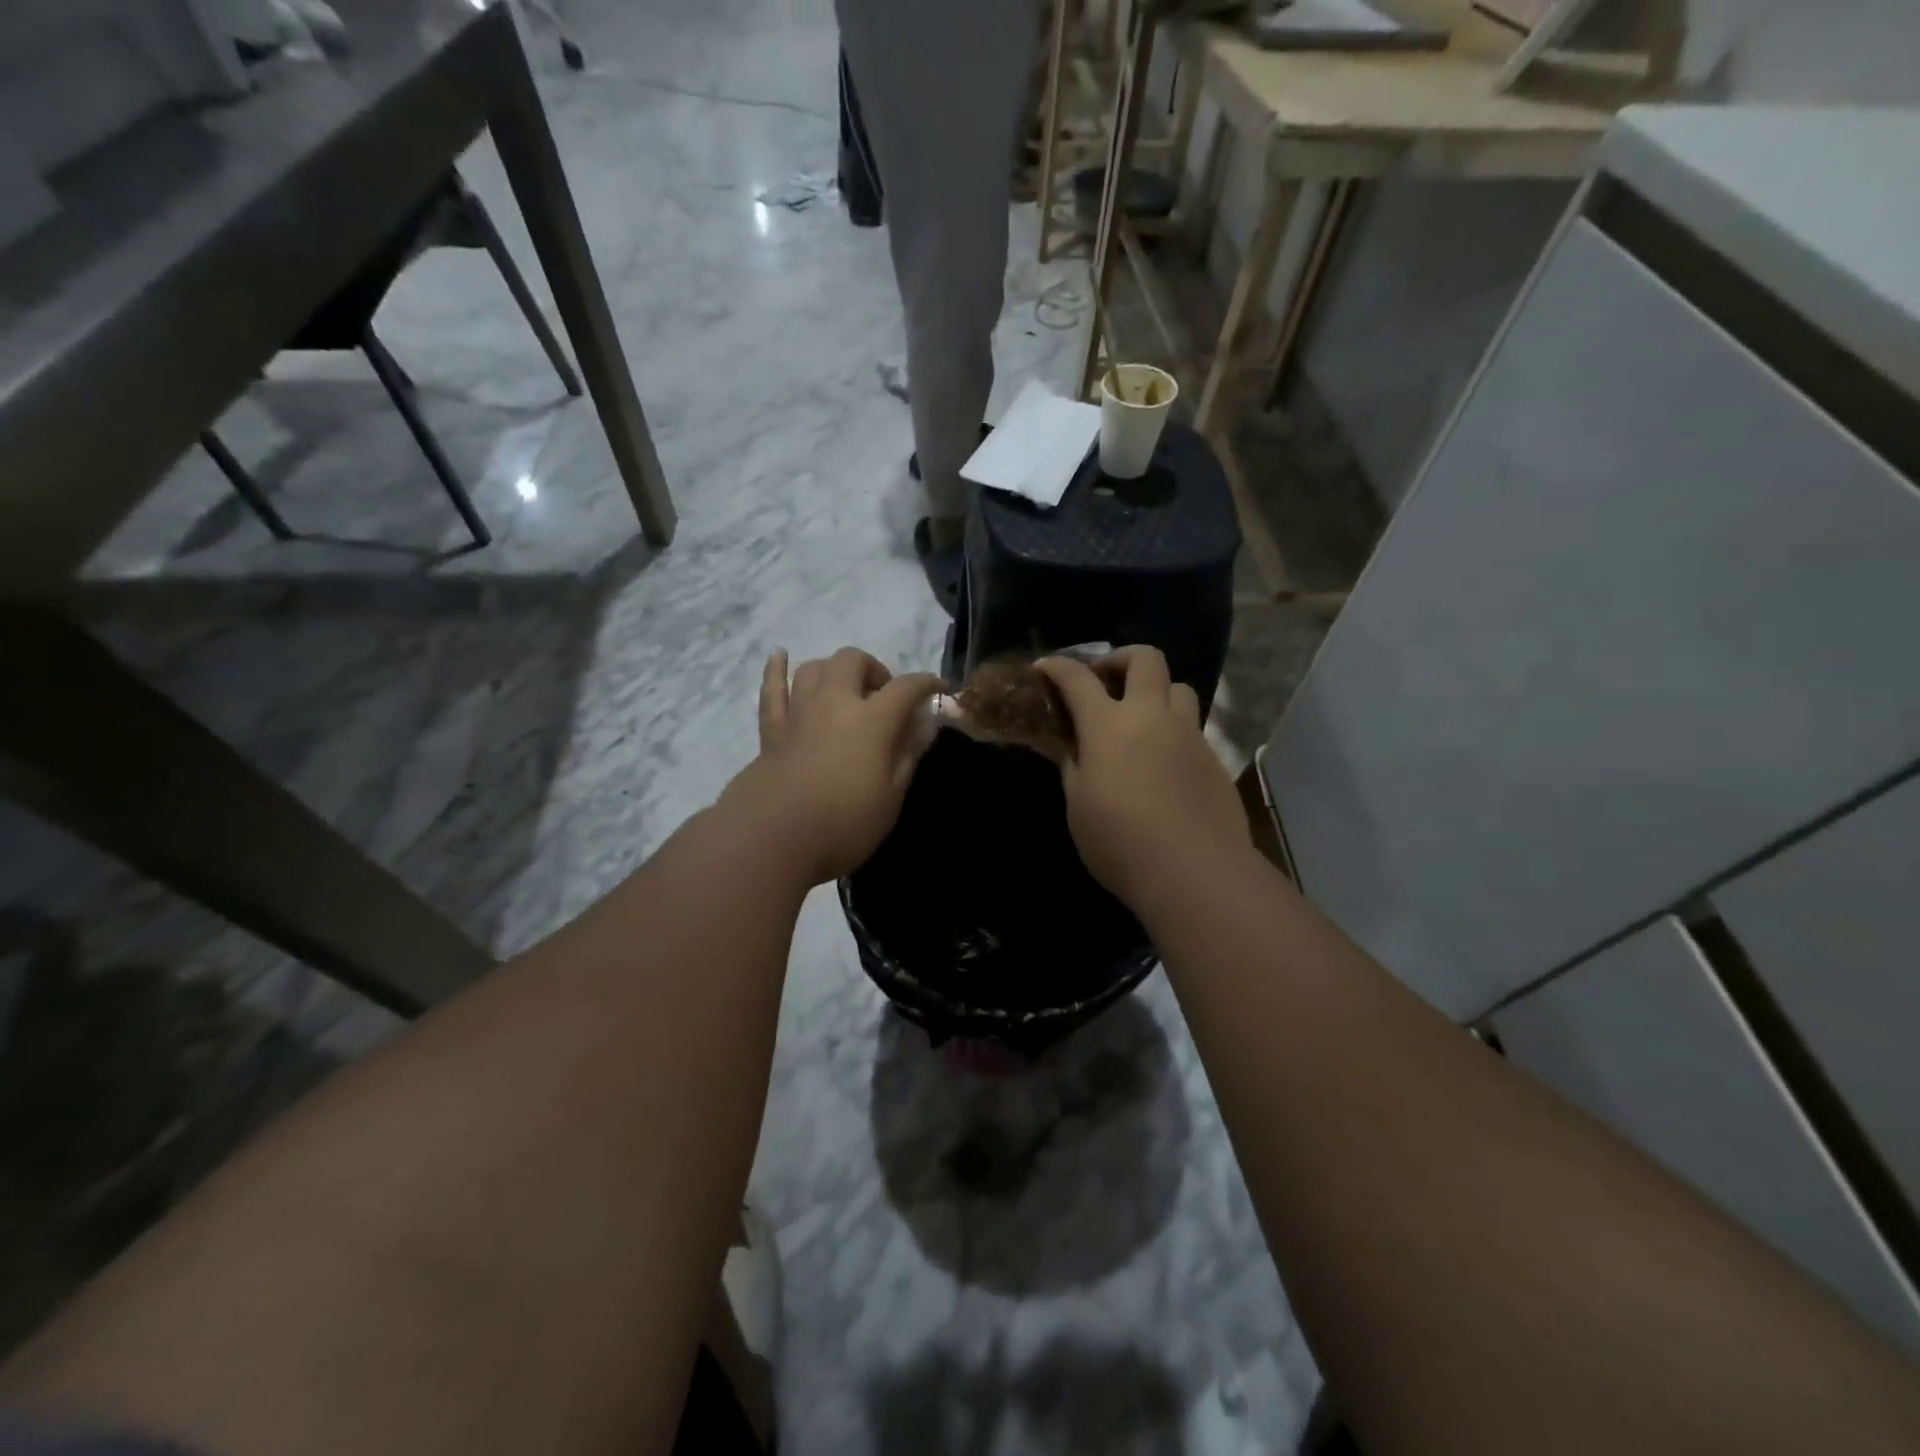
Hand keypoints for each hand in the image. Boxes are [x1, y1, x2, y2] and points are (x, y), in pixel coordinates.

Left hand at [726, 647, 942, 885]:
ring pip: (814, 668)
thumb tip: (922, 726)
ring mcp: (798, 713)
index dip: (926, 683)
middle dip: (874, 669)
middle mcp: (834, 704)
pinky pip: (771, 689)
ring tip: (844, 690)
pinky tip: (779, 656)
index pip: (906, 688)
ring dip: (834, 670)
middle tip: (883, 697)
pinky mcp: (771, 730)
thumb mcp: (891, 798)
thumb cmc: (844, 824)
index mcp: (871, 720)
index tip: (938, 689)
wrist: (773, 840)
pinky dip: (776, 670)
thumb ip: (907, 756)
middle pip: (853, 661)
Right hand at [1035, 646, 1249, 906]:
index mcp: (1108, 725)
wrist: (1195, 871)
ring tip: (1140, 718)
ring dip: (1155, 691)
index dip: (1057, 667)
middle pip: (1145, 658)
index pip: (1078, 679)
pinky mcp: (1213, 758)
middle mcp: (1152, 716)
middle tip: (1103, 681)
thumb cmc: (1120, 842)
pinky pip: (1193, 726)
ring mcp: (1188, 734)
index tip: (1044, 667)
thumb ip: (1073, 766)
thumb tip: (1071, 746)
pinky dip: (1173, 728)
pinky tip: (1163, 760)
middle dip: (1119, 658)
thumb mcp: (1078, 806)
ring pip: (1178, 687)